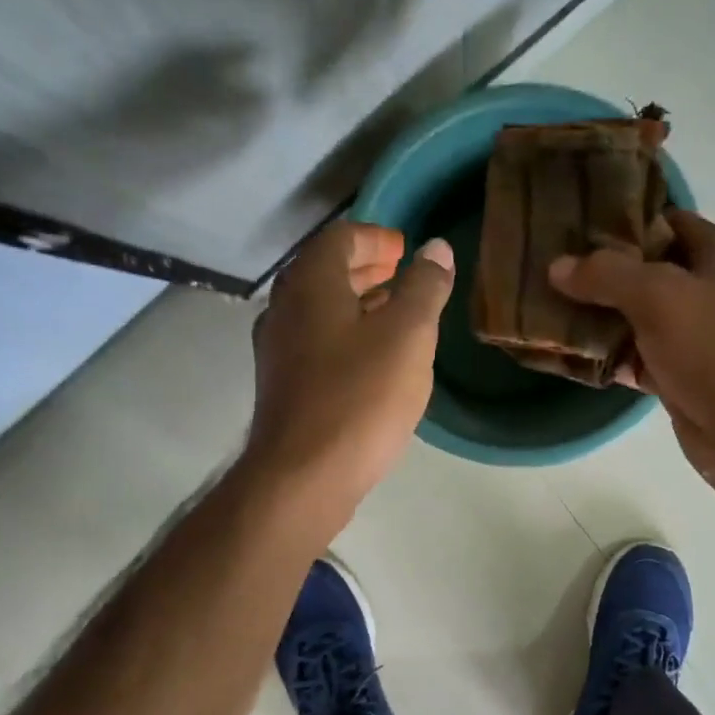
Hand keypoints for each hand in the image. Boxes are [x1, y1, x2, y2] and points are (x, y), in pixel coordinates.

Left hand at [247, 220, 453, 527]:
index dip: (376, 237)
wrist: (304, 477)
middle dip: (366, 269)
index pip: (340, 238)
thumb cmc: (360, 398)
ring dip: (357, 304)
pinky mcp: (283, 387)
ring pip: (320, 311)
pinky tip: (373, 361)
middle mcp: (284, 309)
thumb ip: (424, 288)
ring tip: (396, 315)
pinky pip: (316, 343)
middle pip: (325, 272)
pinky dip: (345, 336)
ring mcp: (278, 351)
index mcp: (310, 284)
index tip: (406, 249)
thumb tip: (436, 249)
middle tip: (403, 276)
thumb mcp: (408, 336)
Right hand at [549, 209, 714, 480]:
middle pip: (648, 271)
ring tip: (551, 307)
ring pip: (638, 318)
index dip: (624, 221)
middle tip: (553, 268)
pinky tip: (571, 353)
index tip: (576, 226)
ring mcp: (696, 337)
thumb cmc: (714, 346)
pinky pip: (636, 358)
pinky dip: (609, 356)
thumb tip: (557, 266)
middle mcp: (711, 291)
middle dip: (602, 273)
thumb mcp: (658, 295)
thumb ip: (606, 275)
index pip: (668, 221)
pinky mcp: (680, 376)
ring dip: (600, 317)